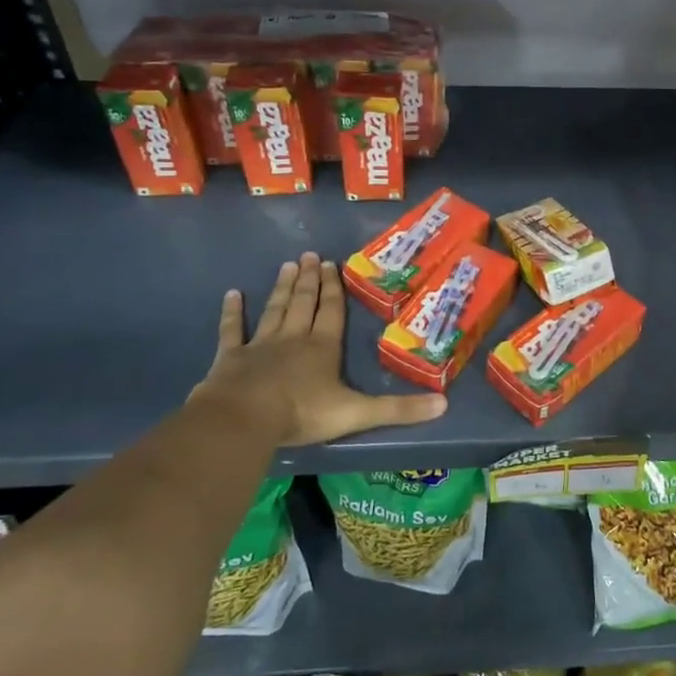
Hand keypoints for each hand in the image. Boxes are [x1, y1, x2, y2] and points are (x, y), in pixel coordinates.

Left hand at [189, 252, 446, 446]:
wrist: (245, 419)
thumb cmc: (303, 413)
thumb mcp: (358, 413)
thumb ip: (399, 409)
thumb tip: (444, 405)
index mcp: (323, 347)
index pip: (331, 312)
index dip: (333, 289)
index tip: (331, 264)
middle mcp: (294, 338)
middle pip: (304, 303)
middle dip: (309, 280)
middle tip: (310, 255)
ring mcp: (260, 345)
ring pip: (275, 309)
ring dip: (282, 288)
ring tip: (288, 265)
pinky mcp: (231, 358)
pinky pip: (233, 330)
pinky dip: (232, 312)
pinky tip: (232, 294)